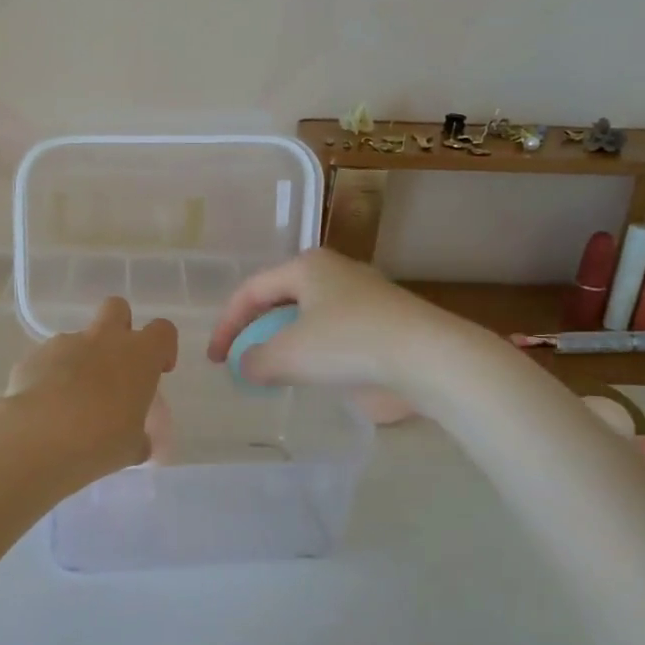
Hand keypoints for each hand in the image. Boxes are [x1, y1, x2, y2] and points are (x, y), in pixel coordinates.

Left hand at [4, 297, 178, 477]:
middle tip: (115, 366)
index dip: (163, 348)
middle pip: (117, 308)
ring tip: (71, 404)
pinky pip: (47, 361)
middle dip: (119, 328)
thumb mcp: (131, 447)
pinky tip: (45, 409)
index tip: (158, 371)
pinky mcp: (32, 356)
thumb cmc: (100, 441)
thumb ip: (139, 438)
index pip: (163, 331)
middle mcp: (103, 339)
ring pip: (78, 340)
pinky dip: (50, 378)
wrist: (38, 436)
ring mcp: (64, 343)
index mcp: (138, 355)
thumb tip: (139, 442)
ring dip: (80, 362)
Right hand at [206, 249, 445, 389]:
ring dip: (287, 344)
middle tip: (244, 361)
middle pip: (280, 300)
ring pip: (310, 318)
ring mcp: (364, 297)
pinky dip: (317, 354)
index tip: (216, 360)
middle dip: (257, 331)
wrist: (429, 359)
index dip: (226, 325)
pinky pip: (336, 335)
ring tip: (276, 372)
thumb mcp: (287, 355)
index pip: (251, 292)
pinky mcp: (386, 324)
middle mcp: (334, 273)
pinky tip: (317, 377)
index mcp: (306, 267)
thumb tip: (247, 367)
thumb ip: (255, 361)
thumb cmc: (347, 344)